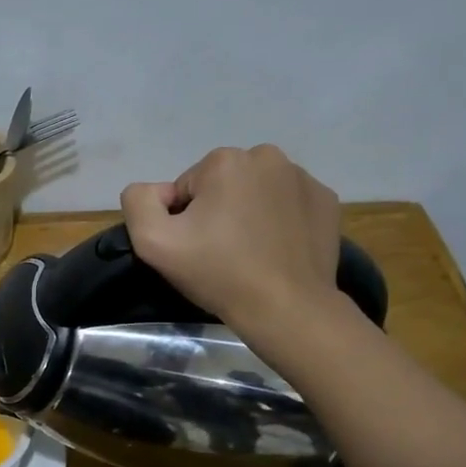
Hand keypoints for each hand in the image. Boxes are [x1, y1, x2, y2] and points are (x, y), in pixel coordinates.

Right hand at [120, 145, 342, 325]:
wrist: (287, 309)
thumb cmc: (218, 273)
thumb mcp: (153, 242)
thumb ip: (139, 202)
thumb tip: (156, 191)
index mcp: (225, 160)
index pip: (187, 187)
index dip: (184, 219)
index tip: (196, 248)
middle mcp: (268, 157)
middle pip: (223, 184)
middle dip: (217, 211)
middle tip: (220, 252)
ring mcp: (304, 178)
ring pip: (257, 191)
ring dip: (248, 213)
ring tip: (250, 253)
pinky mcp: (326, 202)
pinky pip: (288, 204)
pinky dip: (279, 221)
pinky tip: (277, 250)